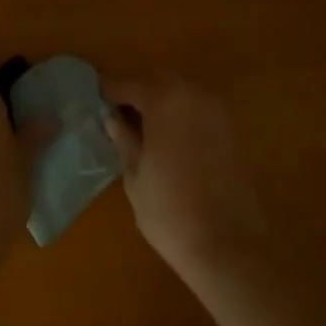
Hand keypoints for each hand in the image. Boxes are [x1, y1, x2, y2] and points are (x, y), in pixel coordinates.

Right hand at [102, 75, 266, 282]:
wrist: (228, 245)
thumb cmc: (170, 210)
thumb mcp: (134, 175)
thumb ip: (123, 139)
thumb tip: (112, 118)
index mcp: (164, 99)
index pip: (128, 85)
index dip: (109, 92)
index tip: (94, 102)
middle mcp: (192, 93)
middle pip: (157, 81)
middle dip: (137, 93)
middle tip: (118, 116)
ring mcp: (216, 109)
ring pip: (180, 92)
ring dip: (160, 102)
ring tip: (142, 129)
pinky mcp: (230, 128)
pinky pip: (197, 108)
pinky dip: (180, 114)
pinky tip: (169, 140)